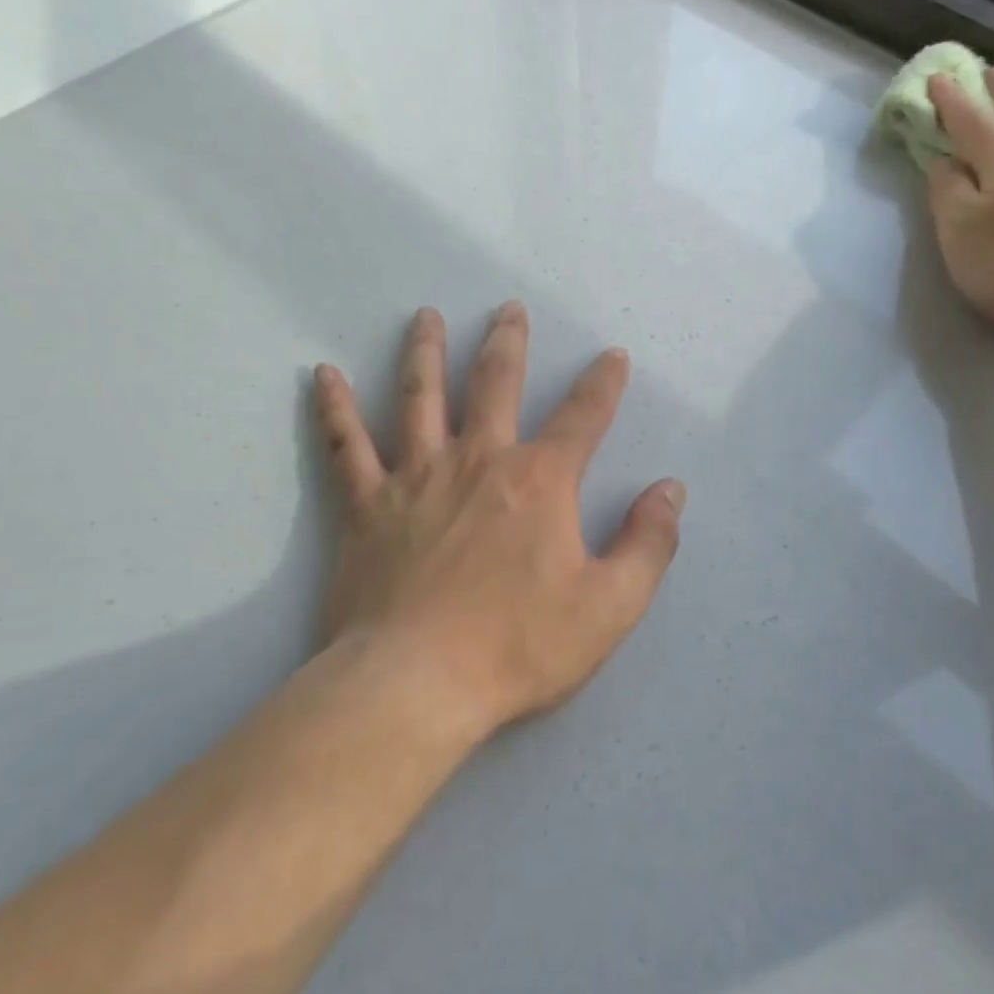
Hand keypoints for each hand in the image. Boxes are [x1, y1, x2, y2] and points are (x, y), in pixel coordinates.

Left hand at [312, 302, 684, 735]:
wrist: (417, 684)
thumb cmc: (518, 646)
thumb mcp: (610, 605)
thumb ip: (648, 543)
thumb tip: (670, 490)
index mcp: (539, 482)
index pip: (583, 417)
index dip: (603, 384)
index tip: (612, 356)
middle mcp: (478, 461)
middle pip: (495, 384)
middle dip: (508, 344)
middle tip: (508, 309)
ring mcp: (416, 478)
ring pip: (419, 397)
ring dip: (424, 352)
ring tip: (425, 316)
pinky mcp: (365, 506)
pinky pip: (345, 445)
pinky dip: (334, 407)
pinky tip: (323, 375)